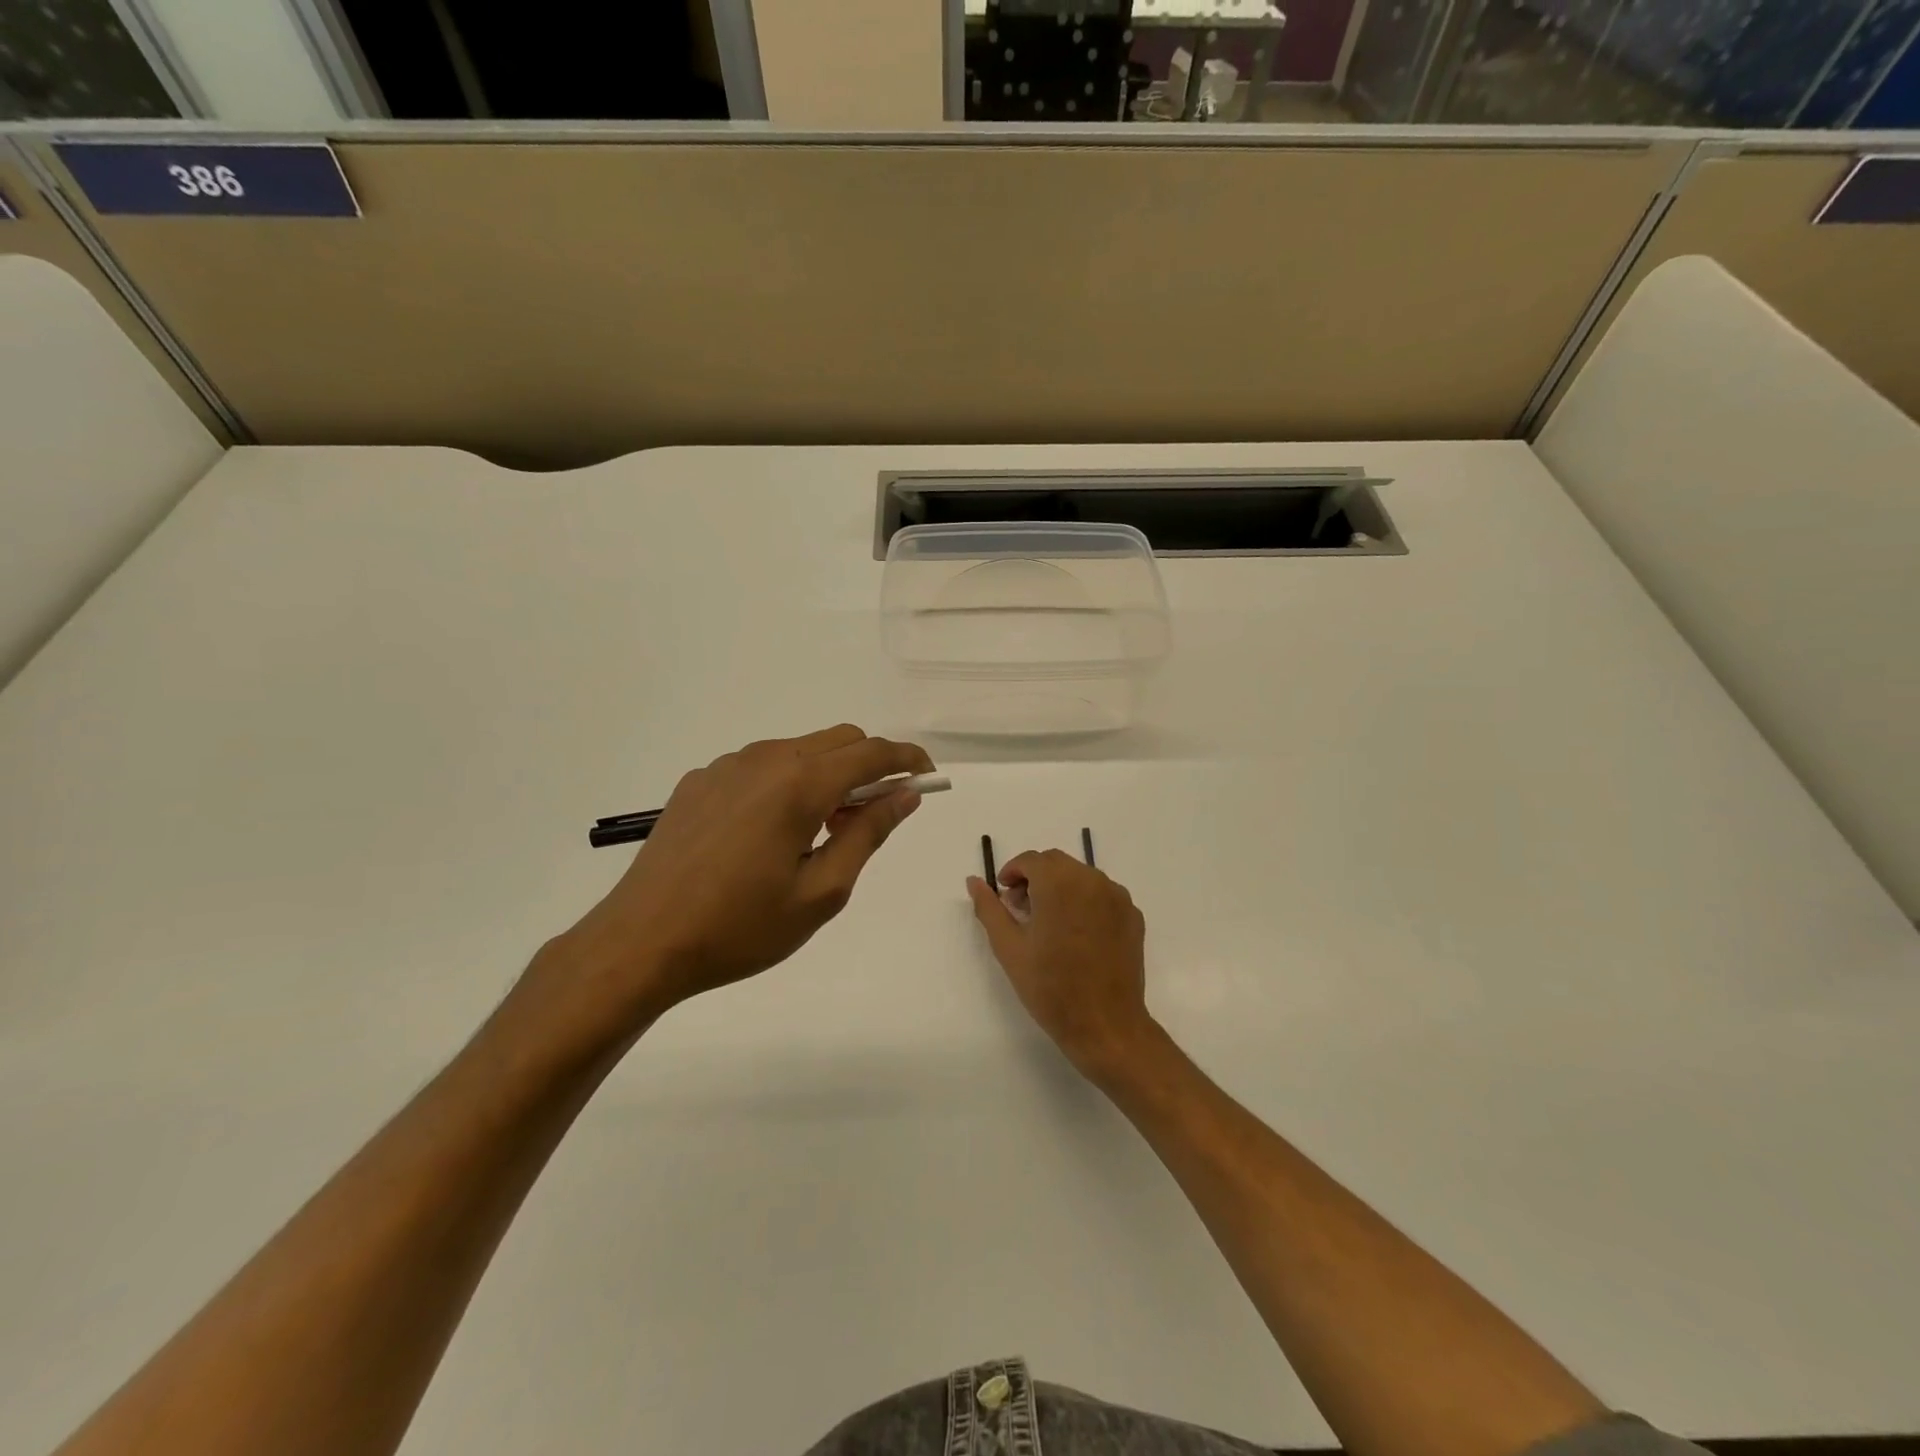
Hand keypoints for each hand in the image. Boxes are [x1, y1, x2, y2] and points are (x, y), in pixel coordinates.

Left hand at [546, 725, 933, 1034]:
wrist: (641, 942)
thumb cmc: (740, 927)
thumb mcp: (820, 892)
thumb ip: (868, 834)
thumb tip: (905, 794)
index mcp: (799, 784)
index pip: (871, 752)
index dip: (907, 758)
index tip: (927, 776)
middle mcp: (765, 759)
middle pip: (838, 740)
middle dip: (869, 767)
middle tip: (871, 818)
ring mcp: (726, 766)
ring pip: (799, 750)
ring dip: (827, 775)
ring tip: (818, 833)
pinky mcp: (699, 781)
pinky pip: (761, 766)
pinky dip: (787, 783)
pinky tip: (769, 834)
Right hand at [967, 850, 1158, 1078]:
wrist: (1105, 1025)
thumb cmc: (1051, 988)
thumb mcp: (1009, 948)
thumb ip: (989, 908)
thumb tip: (973, 881)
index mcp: (1059, 883)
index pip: (1031, 860)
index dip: (1012, 873)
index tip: (1004, 896)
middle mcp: (1091, 880)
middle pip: (1057, 863)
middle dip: (1035, 878)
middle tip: (1022, 910)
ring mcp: (1117, 897)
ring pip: (1081, 876)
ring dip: (1060, 887)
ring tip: (1049, 924)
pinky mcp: (1133, 915)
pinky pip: (1102, 894)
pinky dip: (1084, 901)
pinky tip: (1077, 934)